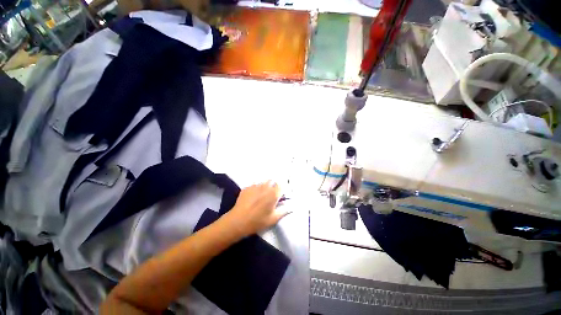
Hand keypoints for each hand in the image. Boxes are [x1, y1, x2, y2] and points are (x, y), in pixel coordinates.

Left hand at [223, 181, 289, 236]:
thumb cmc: (257, 221)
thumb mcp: (273, 219)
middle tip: (271, 196)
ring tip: (261, 196)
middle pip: (272, 182)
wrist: (238, 221)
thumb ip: (284, 211)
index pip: (282, 186)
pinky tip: (253, 197)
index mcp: (273, 194)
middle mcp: (265, 187)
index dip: (282, 190)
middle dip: (273, 187)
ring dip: (265, 187)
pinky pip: (254, 185)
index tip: (281, 196)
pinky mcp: (247, 187)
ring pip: (263, 182)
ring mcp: (255, 186)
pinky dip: (256, 189)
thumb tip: (291, 207)